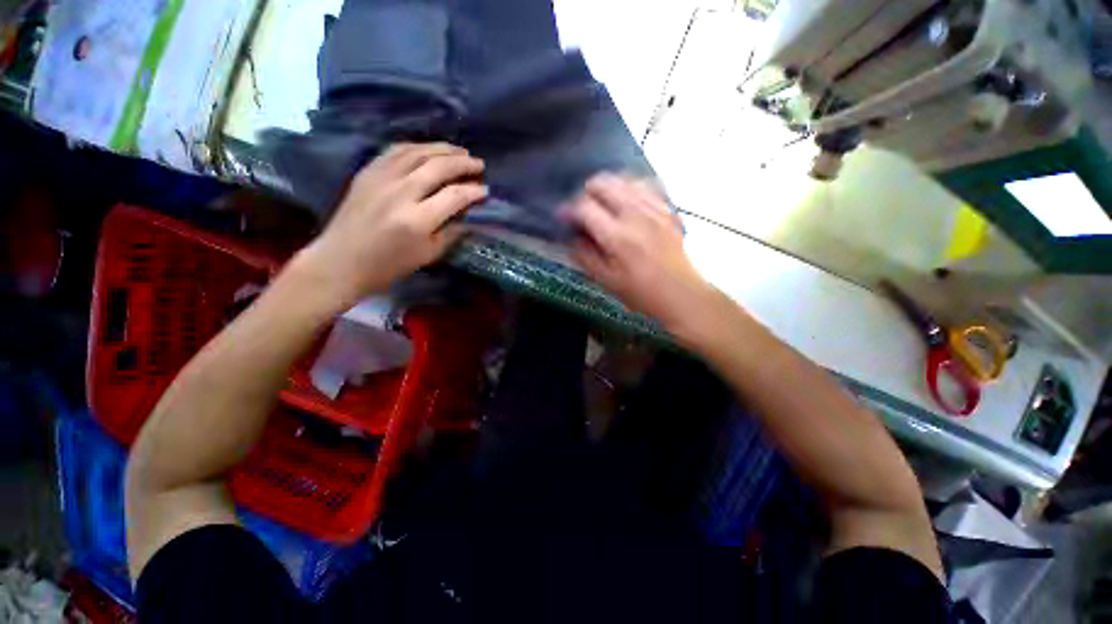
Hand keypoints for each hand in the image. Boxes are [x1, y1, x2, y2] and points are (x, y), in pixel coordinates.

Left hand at [295, 143, 486, 307]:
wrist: (341, 261)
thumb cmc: (389, 265)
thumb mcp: (428, 255)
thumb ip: (452, 233)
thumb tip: (469, 216)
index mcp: (417, 220)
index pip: (454, 196)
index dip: (473, 191)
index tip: (485, 190)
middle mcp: (400, 192)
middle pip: (438, 167)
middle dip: (463, 164)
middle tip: (479, 164)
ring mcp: (381, 178)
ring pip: (417, 152)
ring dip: (443, 149)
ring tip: (460, 152)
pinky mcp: (367, 172)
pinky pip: (396, 150)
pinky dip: (417, 147)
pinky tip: (429, 149)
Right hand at [565, 174, 724, 338]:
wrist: (682, 294)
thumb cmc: (641, 293)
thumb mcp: (606, 281)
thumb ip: (584, 256)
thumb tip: (571, 236)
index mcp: (617, 237)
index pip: (584, 207)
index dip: (569, 209)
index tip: (563, 217)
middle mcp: (635, 215)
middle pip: (604, 183)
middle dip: (586, 192)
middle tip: (582, 209)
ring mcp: (654, 208)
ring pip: (623, 179)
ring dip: (607, 188)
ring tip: (602, 204)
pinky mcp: (666, 209)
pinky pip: (644, 184)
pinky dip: (629, 187)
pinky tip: (625, 201)